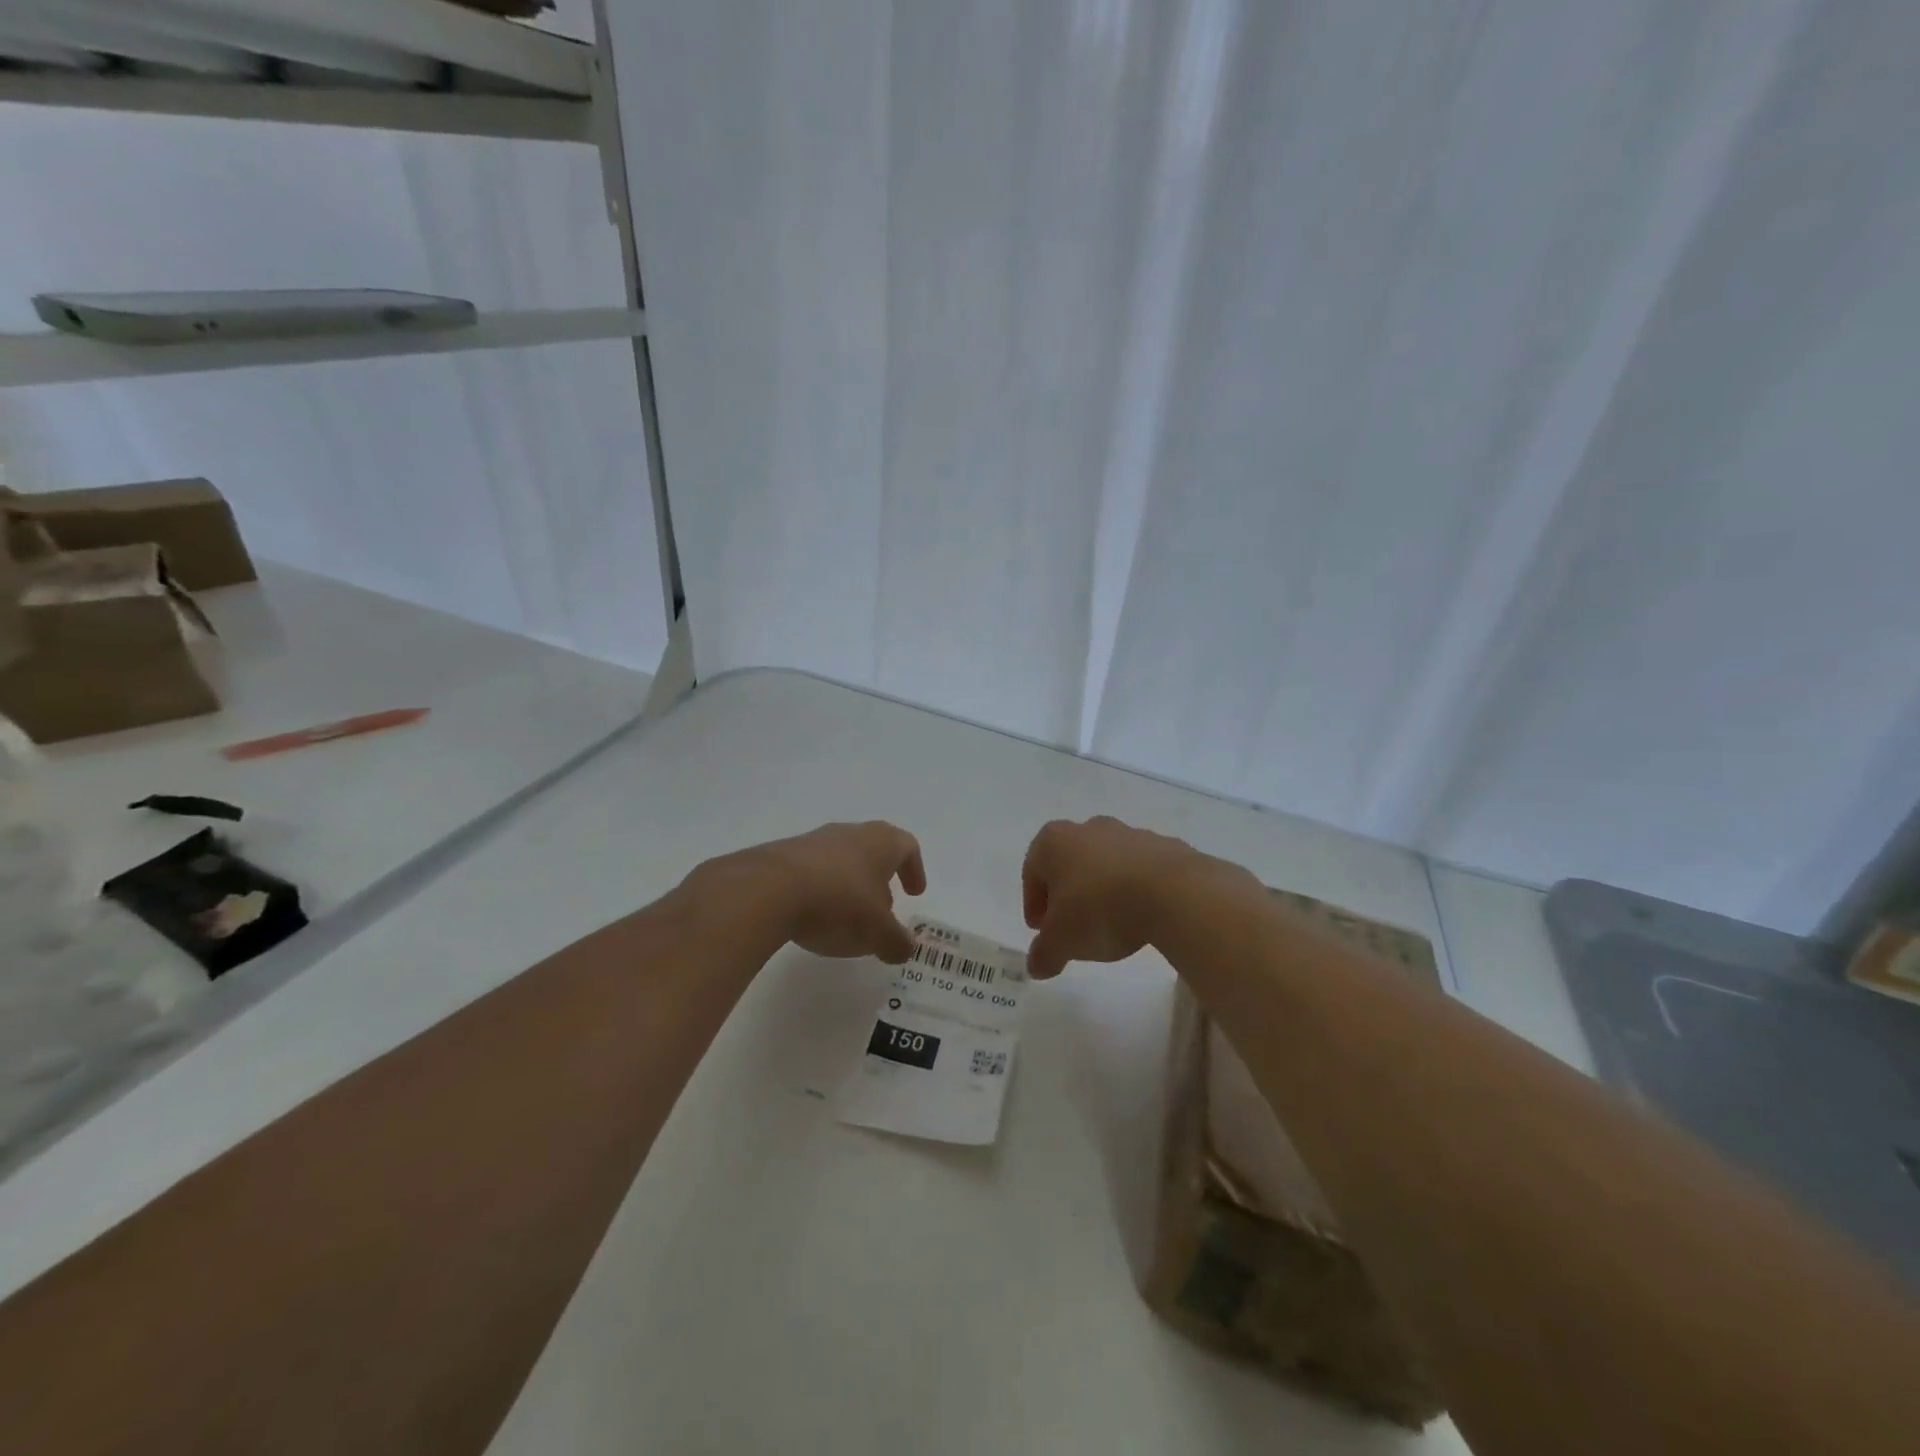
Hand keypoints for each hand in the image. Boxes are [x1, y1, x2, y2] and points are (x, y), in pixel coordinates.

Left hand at [704, 821, 927, 962]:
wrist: (768, 890)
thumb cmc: (839, 904)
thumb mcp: (878, 933)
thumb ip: (897, 941)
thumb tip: (904, 947)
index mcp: (881, 842)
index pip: (907, 847)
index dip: (914, 870)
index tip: (914, 892)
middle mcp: (850, 833)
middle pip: (873, 849)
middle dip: (880, 878)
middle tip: (882, 907)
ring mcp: (814, 840)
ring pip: (841, 858)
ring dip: (848, 883)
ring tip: (845, 916)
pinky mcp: (783, 855)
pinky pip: (811, 870)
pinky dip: (819, 889)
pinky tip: (812, 915)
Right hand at [1022, 816, 1243, 978]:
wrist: (1173, 893)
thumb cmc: (1100, 910)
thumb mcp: (1061, 942)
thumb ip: (1043, 954)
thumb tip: (1036, 965)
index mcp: (1054, 841)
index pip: (1033, 871)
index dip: (1034, 903)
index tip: (1042, 930)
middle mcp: (1088, 828)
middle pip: (1069, 863)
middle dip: (1067, 894)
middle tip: (1071, 927)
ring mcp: (1129, 833)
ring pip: (1105, 864)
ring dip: (1102, 890)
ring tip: (1110, 924)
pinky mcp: (1164, 846)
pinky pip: (1140, 870)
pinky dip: (1135, 889)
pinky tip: (1141, 916)